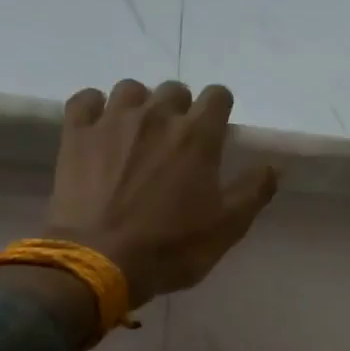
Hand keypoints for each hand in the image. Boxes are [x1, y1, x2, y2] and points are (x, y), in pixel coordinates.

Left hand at [43, 79, 278, 306]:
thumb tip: (273, 166)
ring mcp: (112, 120)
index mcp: (197, 135)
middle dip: (180, 109)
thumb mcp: (227, 228)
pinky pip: (86, 99)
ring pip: (131, 89)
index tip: (217, 130)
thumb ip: (254, 191)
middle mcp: (156, 115)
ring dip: (140, 105)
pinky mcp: (76, 134)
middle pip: (174, 90)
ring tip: (138, 135)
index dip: (220, 109)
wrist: (100, 261)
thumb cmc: (171, 248)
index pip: (217, 95)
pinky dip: (96, 108)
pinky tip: (100, 128)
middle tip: (177, 142)